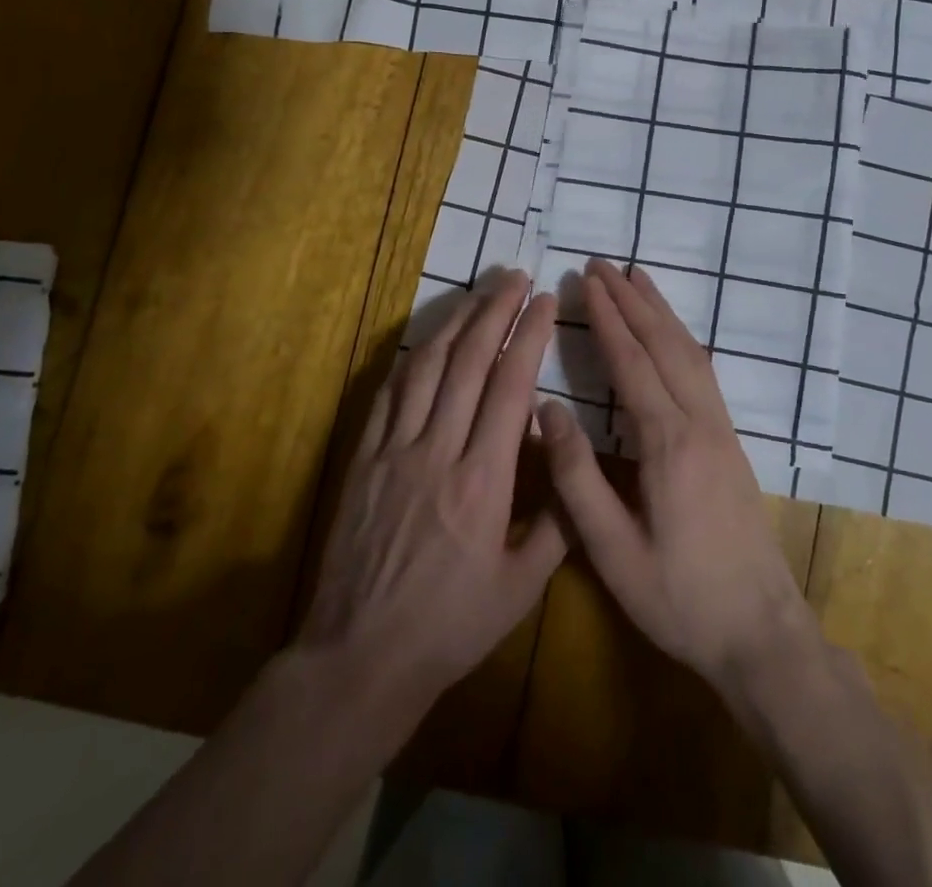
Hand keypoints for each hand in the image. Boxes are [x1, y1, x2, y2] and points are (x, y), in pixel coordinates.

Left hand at [298, 271, 567, 718]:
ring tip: (477, 293)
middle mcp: (438, 451)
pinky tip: (427, 341)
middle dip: (494, 310)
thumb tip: (571, 461)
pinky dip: (411, 359)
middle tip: (514, 276)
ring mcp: (394, 450)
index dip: (528, 336)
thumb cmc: (450, 628)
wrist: (361, 656)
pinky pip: (387, 394)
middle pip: (468, 362)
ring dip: (455, 323)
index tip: (544, 302)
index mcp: (483, 481)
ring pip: (426, 367)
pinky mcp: (363, 459)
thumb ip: (556, 522)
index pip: (510, 387)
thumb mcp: (520, 588)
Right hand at [537, 259, 820, 697]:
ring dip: (661, 312)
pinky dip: (682, 338)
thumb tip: (547, 409)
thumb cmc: (680, 599)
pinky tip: (672, 333)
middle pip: (664, 345)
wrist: (762, 633)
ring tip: (638, 278)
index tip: (586, 282)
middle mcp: (699, 423)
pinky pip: (703, 371)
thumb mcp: (614, 551)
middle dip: (632, 300)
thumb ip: (577, 479)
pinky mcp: (732, 442)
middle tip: (603, 264)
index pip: (631, 364)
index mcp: (668, 444)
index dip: (607, 319)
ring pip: (690, 352)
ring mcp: (722, 430)